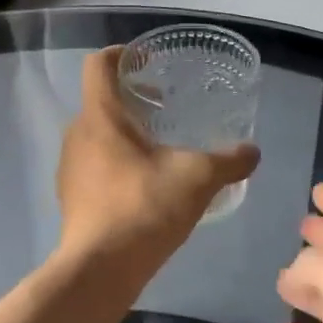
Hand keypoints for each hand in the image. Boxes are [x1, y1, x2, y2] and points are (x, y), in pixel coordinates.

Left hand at [56, 47, 258, 276]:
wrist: (100, 268)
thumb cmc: (144, 208)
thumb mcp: (196, 178)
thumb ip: (228, 161)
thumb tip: (253, 152)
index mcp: (100, 116)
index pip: (99, 65)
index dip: (122, 54)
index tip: (148, 61)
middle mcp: (77, 134)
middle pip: (100, 100)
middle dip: (132, 98)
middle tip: (165, 106)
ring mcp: (69, 166)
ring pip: (97, 134)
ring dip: (125, 132)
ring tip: (159, 147)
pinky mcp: (71, 195)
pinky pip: (93, 163)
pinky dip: (117, 161)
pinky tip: (144, 183)